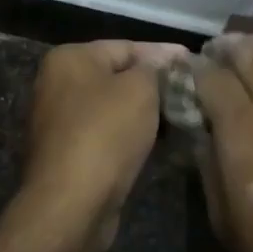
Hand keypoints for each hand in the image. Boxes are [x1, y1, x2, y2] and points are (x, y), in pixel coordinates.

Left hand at [23, 39, 189, 251]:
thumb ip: (155, 68)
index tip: (194, 62)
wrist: (72, 204)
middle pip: (118, 78)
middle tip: (192, 91)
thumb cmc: (106, 133)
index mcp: (69, 59)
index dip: (163, 55)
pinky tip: (162, 144)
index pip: (126, 47)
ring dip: (147, 114)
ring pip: (115, 109)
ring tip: (184, 117)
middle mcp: (58, 85)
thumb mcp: (140, 89)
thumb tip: (163, 61)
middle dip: (155, 85)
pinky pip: (109, 136)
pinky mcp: (69, 155)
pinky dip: (133, 137)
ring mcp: (61, 122)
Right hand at [195, 33, 252, 251]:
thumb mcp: (223, 219)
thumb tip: (201, 134)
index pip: (211, 77)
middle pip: (250, 52)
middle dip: (226, 47)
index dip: (192, 70)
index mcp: (242, 127)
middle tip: (211, 55)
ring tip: (247, 51)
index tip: (181, 72)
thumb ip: (208, 167)